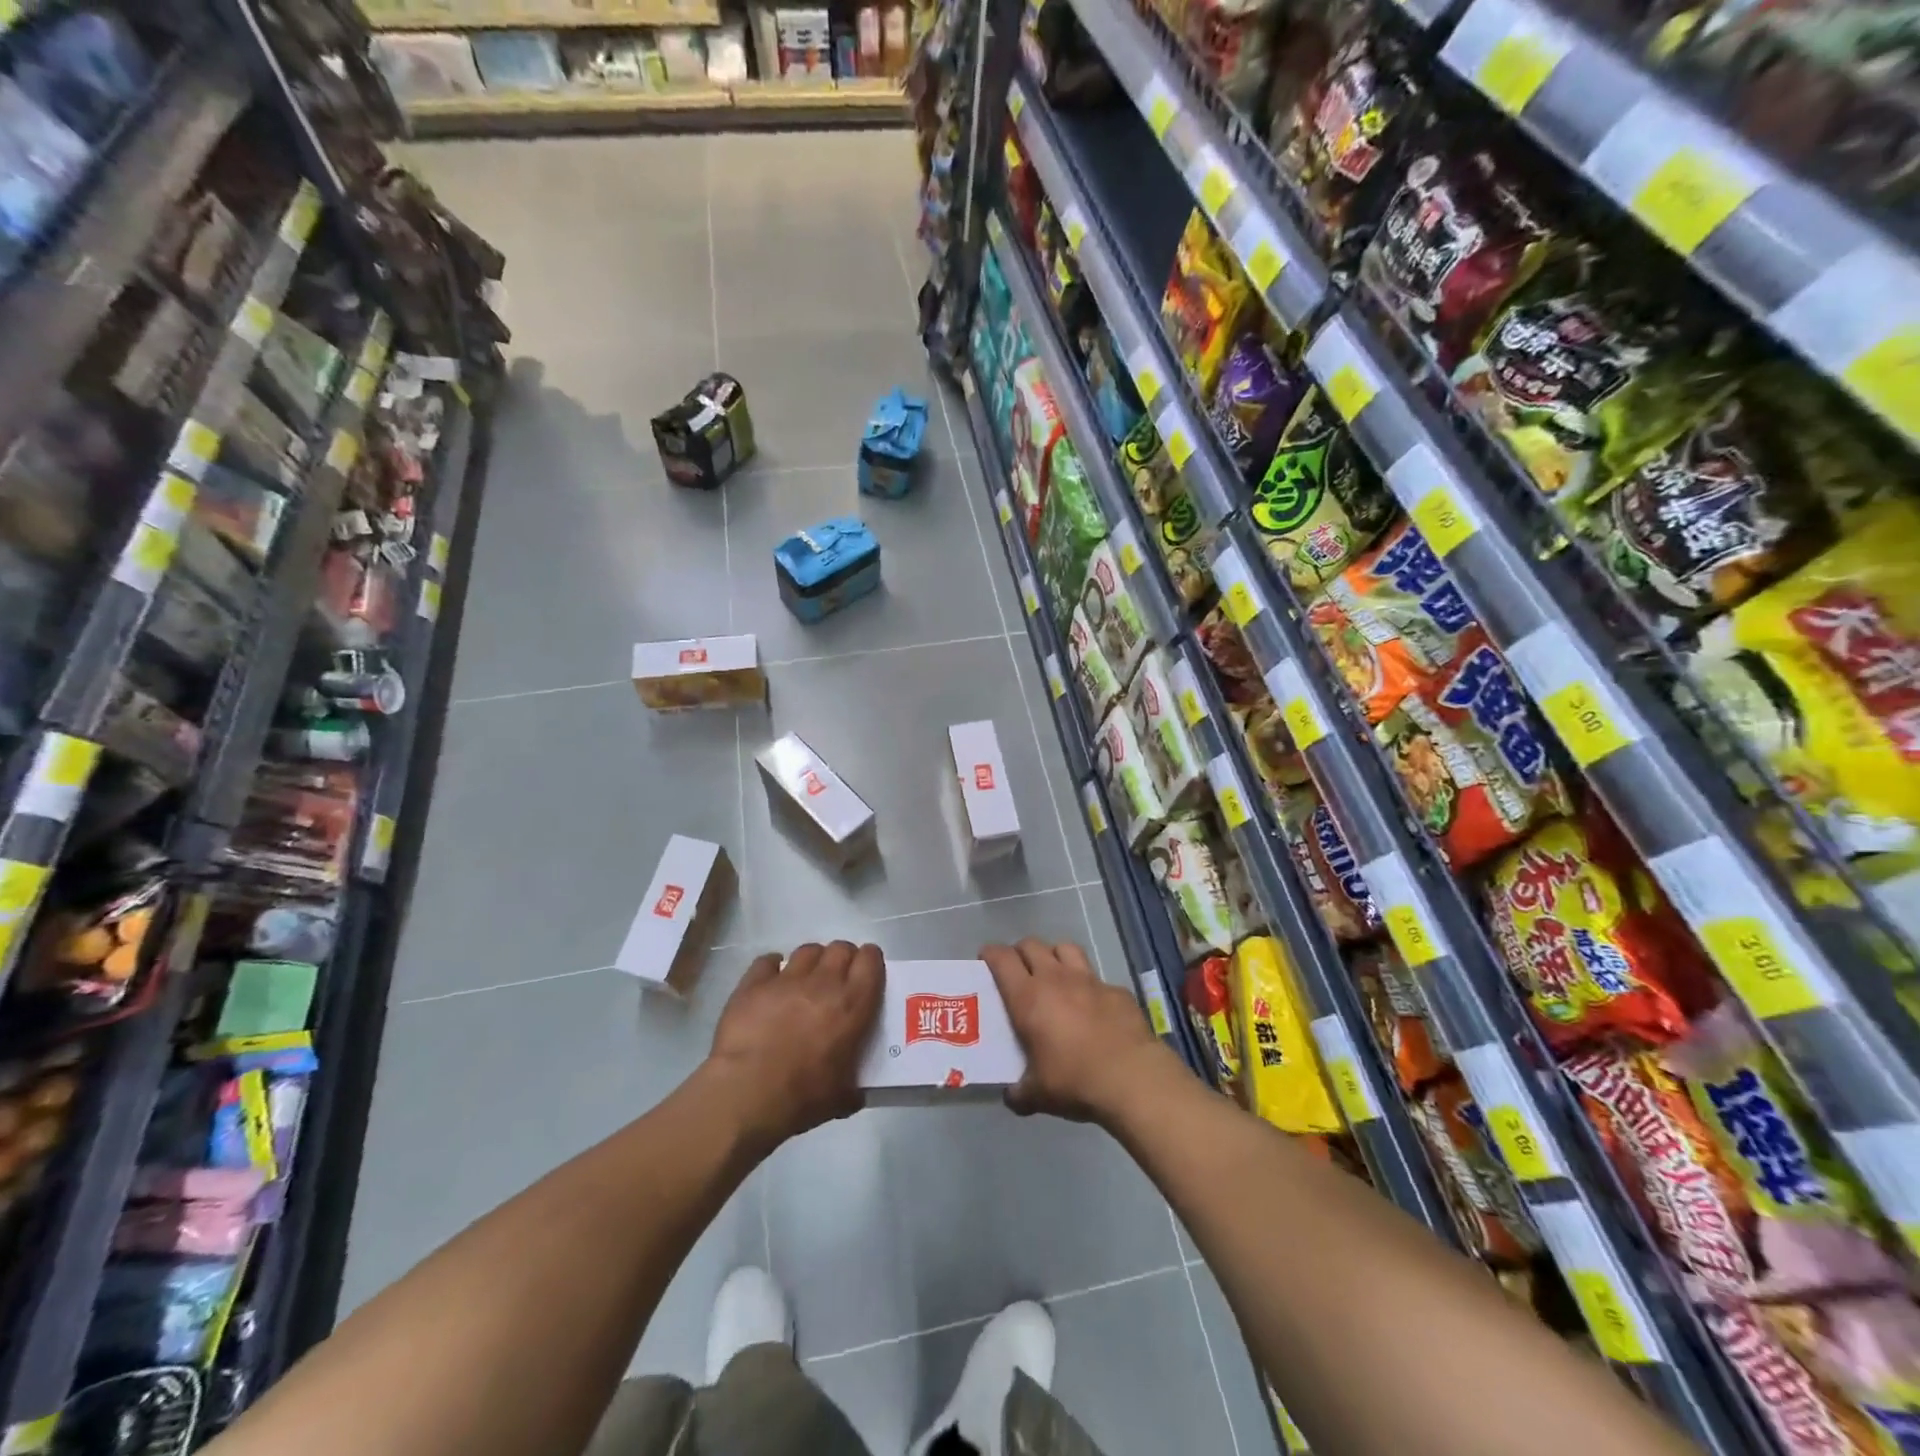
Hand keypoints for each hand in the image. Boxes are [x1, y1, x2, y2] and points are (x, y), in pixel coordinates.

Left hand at [705, 941, 882, 1152]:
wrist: (747, 1093)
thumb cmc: (802, 1096)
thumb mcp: (842, 1097)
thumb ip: (853, 1085)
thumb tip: (855, 1092)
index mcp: (852, 1005)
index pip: (871, 960)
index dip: (870, 961)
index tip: (867, 973)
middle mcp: (823, 982)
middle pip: (840, 948)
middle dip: (842, 958)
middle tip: (837, 979)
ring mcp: (787, 979)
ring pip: (807, 950)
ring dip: (811, 961)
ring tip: (805, 979)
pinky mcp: (753, 983)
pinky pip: (767, 961)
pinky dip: (771, 968)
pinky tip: (770, 981)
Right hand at [982, 938, 1174, 1124]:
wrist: (1133, 1078)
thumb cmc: (1075, 1081)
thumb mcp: (1038, 1095)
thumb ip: (1020, 1092)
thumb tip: (1013, 1097)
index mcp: (1028, 997)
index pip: (1002, 958)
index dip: (990, 954)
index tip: (985, 961)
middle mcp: (1055, 979)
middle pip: (1031, 945)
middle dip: (1020, 952)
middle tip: (1018, 972)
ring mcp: (1089, 980)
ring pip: (1065, 948)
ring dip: (1054, 956)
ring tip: (1054, 976)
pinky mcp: (1116, 990)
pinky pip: (1096, 977)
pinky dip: (1088, 985)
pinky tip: (1092, 1007)